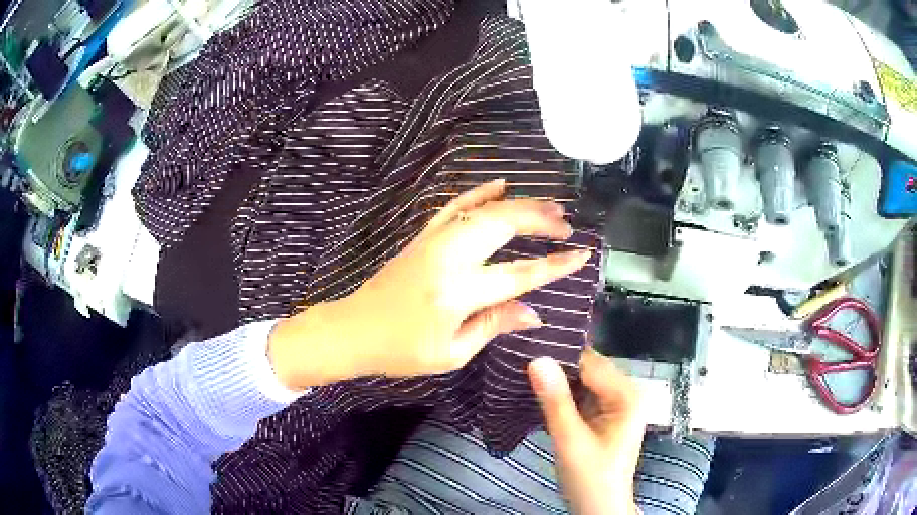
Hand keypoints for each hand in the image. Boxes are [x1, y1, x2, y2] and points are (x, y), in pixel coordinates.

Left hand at [269, 179, 591, 389]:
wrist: (354, 330)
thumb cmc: (401, 352)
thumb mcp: (451, 353)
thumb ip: (493, 325)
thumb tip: (533, 311)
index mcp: (457, 292)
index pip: (518, 274)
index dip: (554, 264)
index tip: (582, 254)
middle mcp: (448, 258)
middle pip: (502, 226)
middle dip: (540, 221)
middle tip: (566, 225)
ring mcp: (433, 242)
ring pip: (483, 211)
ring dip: (518, 205)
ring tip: (548, 207)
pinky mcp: (423, 238)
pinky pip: (454, 208)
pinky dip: (478, 194)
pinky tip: (499, 185)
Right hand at [528, 349, 645, 514]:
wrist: (599, 509)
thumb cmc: (590, 478)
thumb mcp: (570, 441)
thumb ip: (555, 401)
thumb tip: (536, 359)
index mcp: (627, 395)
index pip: (590, 363)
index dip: (559, 354)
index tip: (524, 347)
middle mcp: (626, 393)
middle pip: (588, 370)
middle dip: (557, 368)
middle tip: (519, 360)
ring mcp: (616, 405)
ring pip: (582, 382)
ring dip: (557, 382)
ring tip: (523, 372)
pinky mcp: (604, 416)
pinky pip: (581, 396)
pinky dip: (562, 396)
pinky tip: (539, 392)